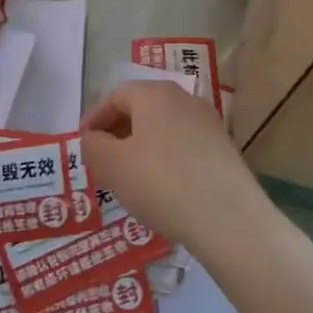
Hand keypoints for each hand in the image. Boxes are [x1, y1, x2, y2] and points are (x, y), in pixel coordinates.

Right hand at [79, 80, 261, 246]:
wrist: (229, 219)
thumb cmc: (161, 183)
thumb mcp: (113, 165)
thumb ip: (93, 146)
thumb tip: (93, 139)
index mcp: (154, 93)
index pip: (115, 95)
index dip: (95, 118)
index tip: (83, 143)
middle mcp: (184, 99)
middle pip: (141, 108)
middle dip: (118, 132)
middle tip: (102, 160)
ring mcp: (208, 123)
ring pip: (163, 127)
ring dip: (141, 146)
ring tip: (129, 177)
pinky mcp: (224, 149)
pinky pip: (183, 146)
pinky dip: (165, 159)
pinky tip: (161, 188)